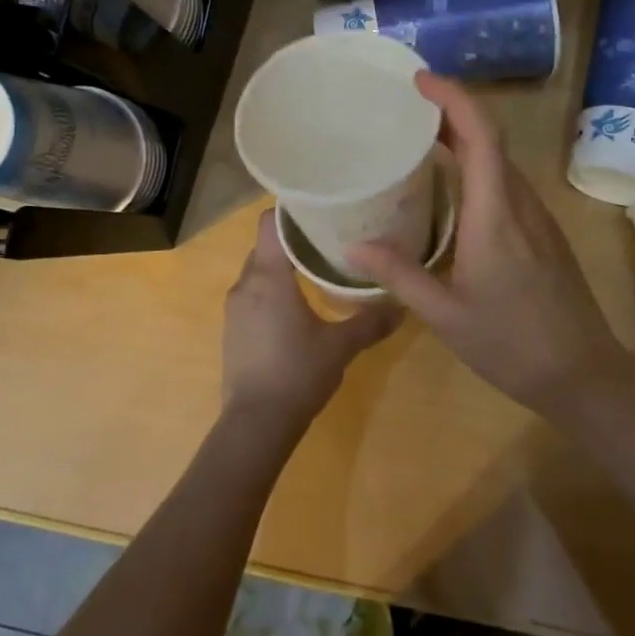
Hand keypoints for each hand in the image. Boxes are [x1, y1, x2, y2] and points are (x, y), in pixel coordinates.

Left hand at [221, 211, 399, 433]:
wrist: (255, 424)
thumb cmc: (298, 373)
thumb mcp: (341, 346)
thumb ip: (371, 321)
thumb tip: (402, 304)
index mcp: (269, 276)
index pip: (271, 223)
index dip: (292, 212)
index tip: (320, 211)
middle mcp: (245, 284)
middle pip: (267, 245)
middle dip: (294, 240)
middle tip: (329, 241)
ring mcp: (235, 308)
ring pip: (259, 271)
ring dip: (283, 267)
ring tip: (316, 270)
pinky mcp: (233, 329)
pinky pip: (253, 294)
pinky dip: (272, 291)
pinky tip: (296, 307)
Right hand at [347, 72, 634, 417]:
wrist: (583, 374)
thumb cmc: (512, 344)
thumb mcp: (445, 315)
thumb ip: (399, 275)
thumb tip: (352, 247)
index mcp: (495, 214)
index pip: (481, 135)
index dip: (453, 98)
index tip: (419, 81)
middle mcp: (520, 203)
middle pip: (491, 138)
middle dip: (451, 111)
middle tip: (405, 107)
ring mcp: (537, 216)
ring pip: (500, 160)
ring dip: (465, 138)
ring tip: (420, 140)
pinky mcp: (543, 231)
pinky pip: (506, 182)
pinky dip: (477, 166)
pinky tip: (451, 188)